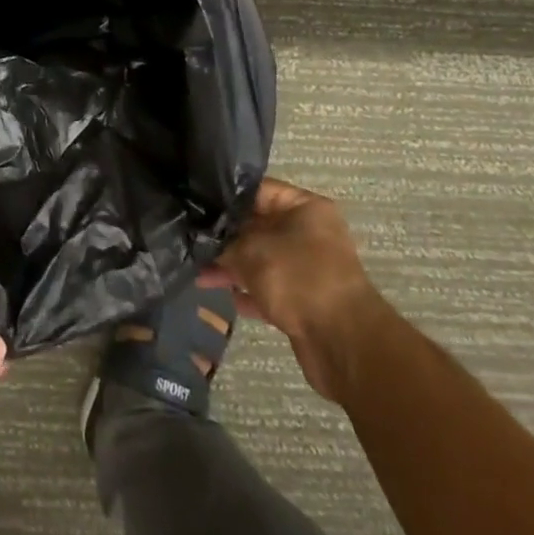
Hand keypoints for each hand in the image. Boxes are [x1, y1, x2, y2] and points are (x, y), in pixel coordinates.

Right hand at [200, 178, 387, 403]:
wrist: (342, 344)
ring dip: (232, 266)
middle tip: (191, 238)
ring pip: (261, 259)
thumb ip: (224, 242)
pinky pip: (269, 288)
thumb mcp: (252, 252)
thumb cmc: (298, 279)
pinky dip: (248, 291)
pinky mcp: (304, 300)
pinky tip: (224, 295)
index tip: (194, 201)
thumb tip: (203, 238)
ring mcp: (308, 268)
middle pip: (257, 226)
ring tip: (198, 273)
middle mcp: (309, 233)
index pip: (257, 190)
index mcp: (305, 208)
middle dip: (225, 236)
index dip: (225, 196)